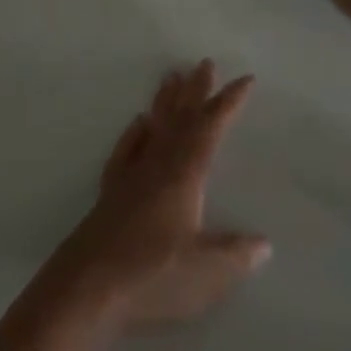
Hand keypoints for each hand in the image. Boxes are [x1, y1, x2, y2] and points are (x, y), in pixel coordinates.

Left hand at [60, 61, 270, 327]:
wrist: (87, 286)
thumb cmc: (153, 276)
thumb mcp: (207, 271)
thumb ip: (236, 254)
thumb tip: (263, 243)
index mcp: (183, 176)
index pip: (210, 129)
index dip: (228, 104)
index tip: (244, 79)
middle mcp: (156, 166)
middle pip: (179, 119)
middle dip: (195, 91)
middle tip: (204, 63)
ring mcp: (130, 177)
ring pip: (153, 128)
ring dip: (165, 102)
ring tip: (170, 77)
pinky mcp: (110, 193)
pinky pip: (126, 149)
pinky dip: (135, 133)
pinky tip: (138, 123)